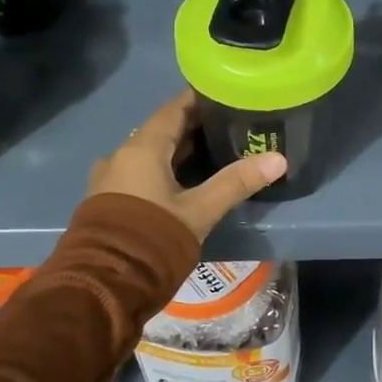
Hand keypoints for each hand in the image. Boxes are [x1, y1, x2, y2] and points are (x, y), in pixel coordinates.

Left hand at [87, 90, 286, 241]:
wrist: (103, 286)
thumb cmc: (153, 238)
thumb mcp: (201, 211)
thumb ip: (237, 182)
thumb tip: (278, 159)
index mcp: (141, 148)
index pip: (174, 109)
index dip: (201, 100)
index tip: (228, 96)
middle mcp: (121, 155)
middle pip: (162, 131)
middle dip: (195, 128)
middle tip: (231, 126)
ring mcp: (109, 179)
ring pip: (150, 154)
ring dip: (179, 151)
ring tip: (215, 153)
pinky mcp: (107, 201)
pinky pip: (140, 173)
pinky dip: (164, 170)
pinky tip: (185, 182)